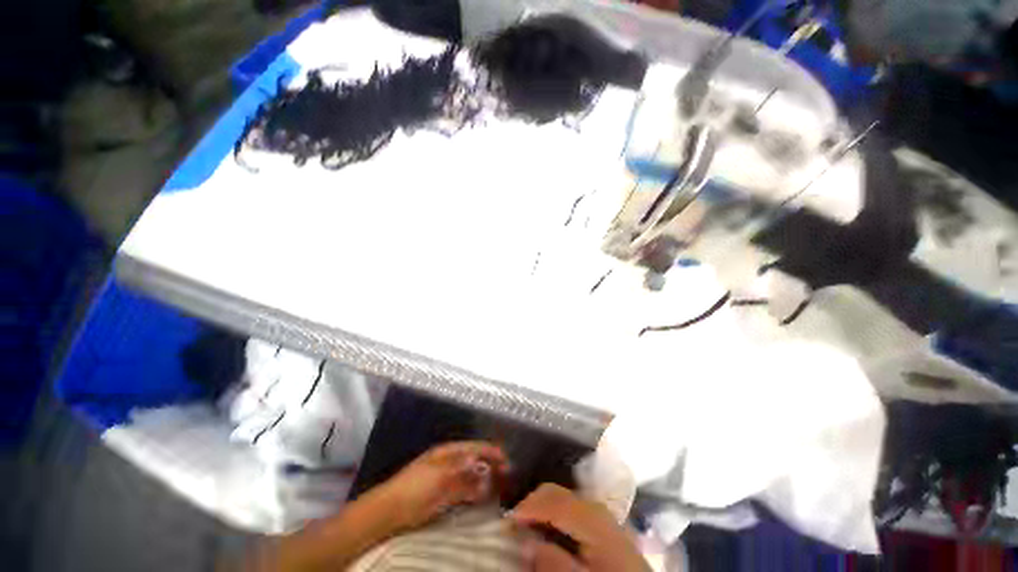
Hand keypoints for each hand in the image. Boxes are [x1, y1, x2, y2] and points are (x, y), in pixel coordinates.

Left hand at [371, 441, 509, 532]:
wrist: (390, 511)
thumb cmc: (414, 488)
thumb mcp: (438, 476)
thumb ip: (460, 470)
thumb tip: (479, 462)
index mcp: (447, 452)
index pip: (474, 447)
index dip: (490, 451)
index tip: (506, 458)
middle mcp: (449, 461)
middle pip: (475, 459)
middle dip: (491, 464)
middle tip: (507, 473)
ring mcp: (447, 477)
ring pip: (472, 474)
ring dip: (486, 477)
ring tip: (500, 484)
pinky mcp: (444, 493)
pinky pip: (465, 489)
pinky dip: (476, 490)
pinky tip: (483, 495)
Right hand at [509, 484, 648, 571]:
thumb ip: (553, 562)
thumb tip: (526, 543)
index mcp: (590, 516)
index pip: (551, 501)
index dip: (527, 508)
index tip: (506, 521)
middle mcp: (594, 505)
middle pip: (555, 492)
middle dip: (533, 503)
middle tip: (515, 524)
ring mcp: (600, 511)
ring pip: (562, 496)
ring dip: (543, 506)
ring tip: (529, 526)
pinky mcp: (602, 521)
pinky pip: (571, 506)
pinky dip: (555, 511)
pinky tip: (550, 528)